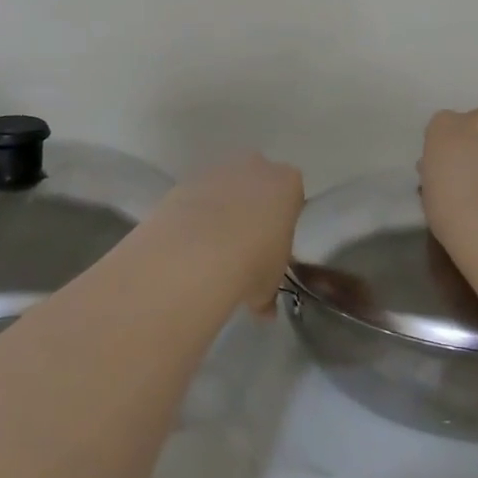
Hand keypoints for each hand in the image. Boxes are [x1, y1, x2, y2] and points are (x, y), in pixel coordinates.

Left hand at [148, 153, 303, 313]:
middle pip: (257, 182)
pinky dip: (193, 214)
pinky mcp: (185, 180)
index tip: (273, 243)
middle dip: (251, 206)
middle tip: (244, 243)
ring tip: (211, 248)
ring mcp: (218, 170)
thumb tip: (264, 310)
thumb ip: (268, 292)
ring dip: (220, 209)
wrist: (197, 252)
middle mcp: (255, 167)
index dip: (282, 219)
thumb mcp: (269, 284)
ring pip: (224, 187)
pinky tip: (189, 243)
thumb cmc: (252, 262)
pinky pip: (195, 196)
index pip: (291, 195)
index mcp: (287, 184)